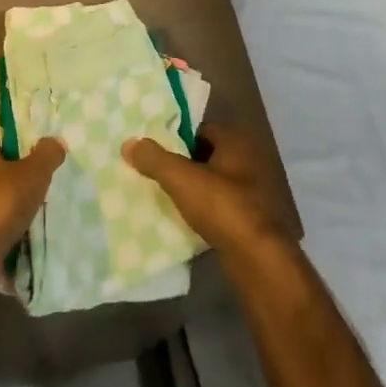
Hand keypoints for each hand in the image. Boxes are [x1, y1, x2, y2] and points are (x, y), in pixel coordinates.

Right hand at [123, 123, 289, 260]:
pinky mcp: (249, 219)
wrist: (256, 258)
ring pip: (213, 181)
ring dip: (192, 187)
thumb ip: (154, 158)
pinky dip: (203, 208)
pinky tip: (183, 217)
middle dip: (182, 161)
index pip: (202, 128)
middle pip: (206, 155)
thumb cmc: (221, 206)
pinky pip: (219, 205)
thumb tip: (129, 143)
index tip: (153, 145)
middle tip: (153, 168)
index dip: (177, 136)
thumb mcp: (181, 178)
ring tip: (162, 192)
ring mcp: (251, 192)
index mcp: (236, 142)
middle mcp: (247, 161)